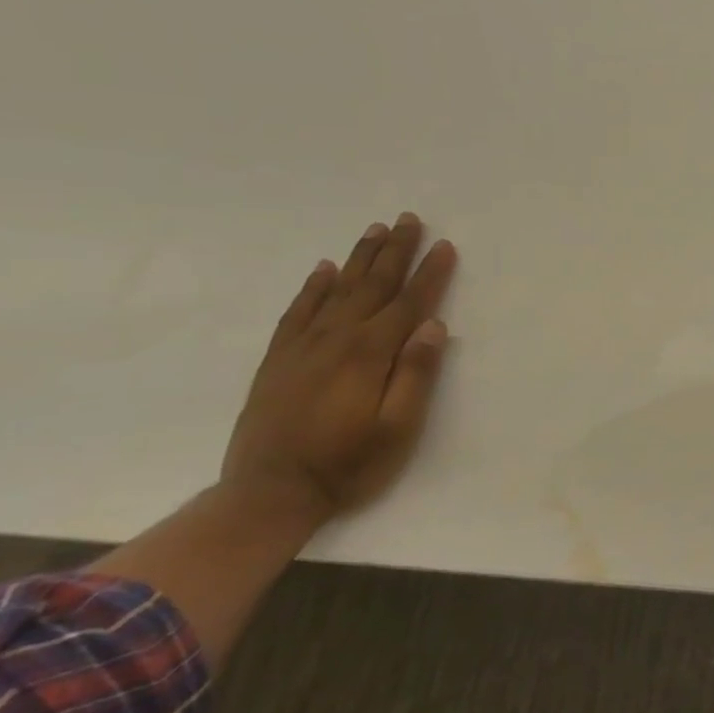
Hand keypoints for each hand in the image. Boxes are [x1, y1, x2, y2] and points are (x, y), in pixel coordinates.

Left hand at [222, 213, 457, 517]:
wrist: (268, 493)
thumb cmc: (348, 464)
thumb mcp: (397, 429)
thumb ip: (416, 375)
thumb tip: (433, 326)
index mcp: (370, 354)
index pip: (409, 303)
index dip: (430, 274)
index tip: (445, 246)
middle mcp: (337, 338)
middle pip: (372, 285)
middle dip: (395, 251)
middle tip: (409, 219)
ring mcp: (303, 346)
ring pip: (337, 289)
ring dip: (359, 258)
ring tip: (375, 229)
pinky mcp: (279, 358)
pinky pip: (298, 310)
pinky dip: (313, 286)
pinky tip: (323, 269)